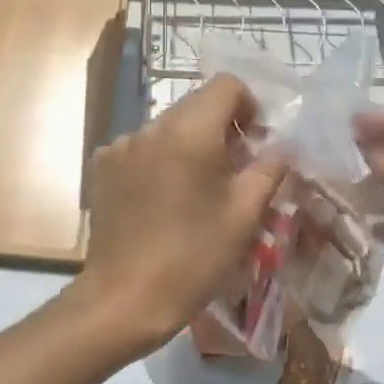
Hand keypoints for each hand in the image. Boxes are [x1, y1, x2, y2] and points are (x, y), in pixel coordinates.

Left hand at [71, 75, 287, 356]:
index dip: (249, 105)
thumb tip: (282, 147)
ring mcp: (121, 145)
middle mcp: (151, 126)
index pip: (226, 85)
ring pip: (168, 127)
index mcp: (189, 131)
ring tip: (196, 191)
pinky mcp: (102, 166)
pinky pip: (141, 147)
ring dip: (189, 145)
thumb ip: (269, 170)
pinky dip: (159, 160)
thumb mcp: (244, 215)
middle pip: (196, 104)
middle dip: (221, 128)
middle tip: (233, 171)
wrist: (124, 299)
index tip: (255, 143)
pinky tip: (161, 201)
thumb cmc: (193, 257)